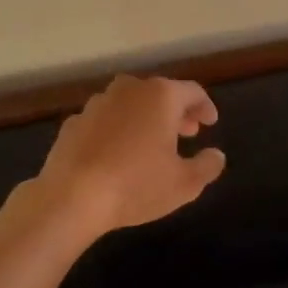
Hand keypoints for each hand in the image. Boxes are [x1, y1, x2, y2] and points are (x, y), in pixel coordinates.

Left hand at [36, 76, 226, 235]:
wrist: (71, 197)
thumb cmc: (136, 185)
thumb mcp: (184, 183)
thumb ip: (207, 166)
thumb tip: (216, 156)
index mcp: (160, 96)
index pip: (192, 91)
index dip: (205, 106)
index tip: (211, 122)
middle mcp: (129, 90)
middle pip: (160, 93)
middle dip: (176, 112)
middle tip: (187, 132)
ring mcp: (97, 104)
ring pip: (130, 103)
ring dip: (145, 118)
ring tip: (152, 142)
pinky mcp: (73, 122)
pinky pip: (105, 120)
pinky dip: (117, 129)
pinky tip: (118, 152)